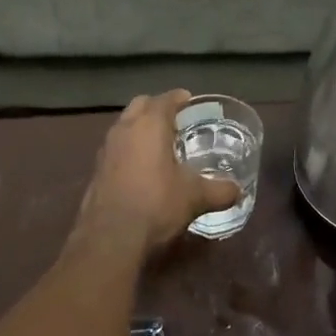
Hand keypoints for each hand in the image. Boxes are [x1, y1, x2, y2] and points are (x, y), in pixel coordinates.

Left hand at [72, 90, 239, 260]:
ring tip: (158, 143)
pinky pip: (116, 147)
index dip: (179, 98)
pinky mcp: (96, 170)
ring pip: (125, 125)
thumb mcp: (195, 197)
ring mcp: (106, 149)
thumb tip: (239, 191)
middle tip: (175, 120)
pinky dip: (129, 148)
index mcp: (150, 125)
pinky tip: (141, 168)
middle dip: (156, 107)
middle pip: (141, 105)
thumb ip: (219, 191)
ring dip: (140, 127)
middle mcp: (125, 129)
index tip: (189, 100)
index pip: (165, 99)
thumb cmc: (156, 204)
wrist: (110, 238)